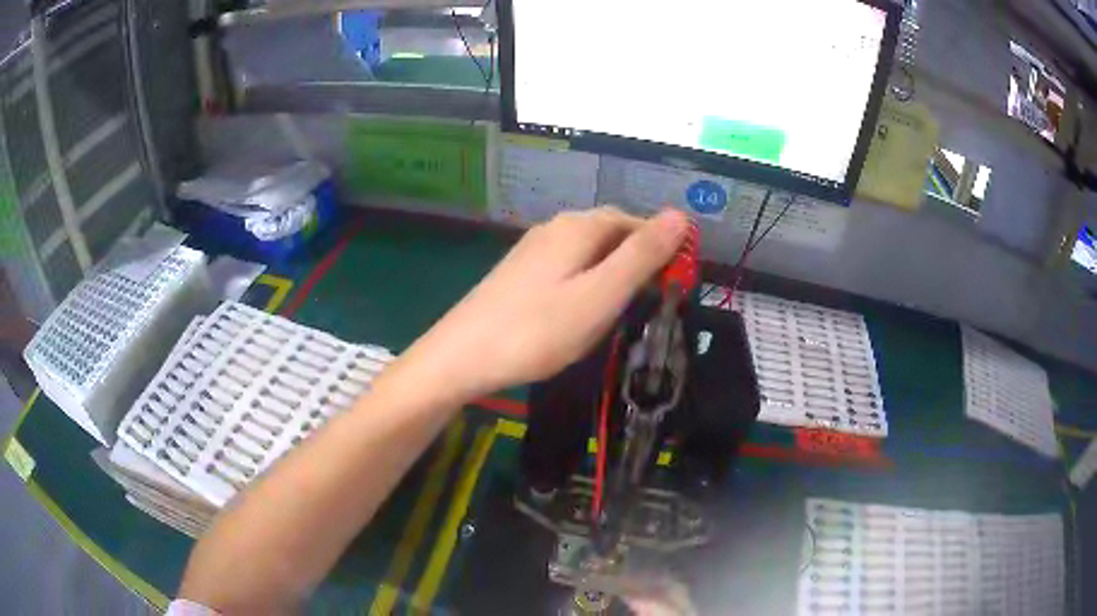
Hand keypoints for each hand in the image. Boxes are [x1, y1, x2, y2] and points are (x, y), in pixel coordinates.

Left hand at [397, 206, 689, 403]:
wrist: (461, 357)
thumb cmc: (537, 330)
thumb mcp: (600, 295)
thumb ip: (642, 256)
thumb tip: (681, 215)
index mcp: (579, 227)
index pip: (636, 221)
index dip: (663, 246)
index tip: (678, 282)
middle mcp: (556, 228)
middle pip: (612, 233)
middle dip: (638, 260)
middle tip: (653, 301)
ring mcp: (533, 250)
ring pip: (589, 251)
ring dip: (614, 273)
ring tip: (623, 310)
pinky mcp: (520, 273)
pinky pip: (568, 267)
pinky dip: (588, 283)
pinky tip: (583, 310)